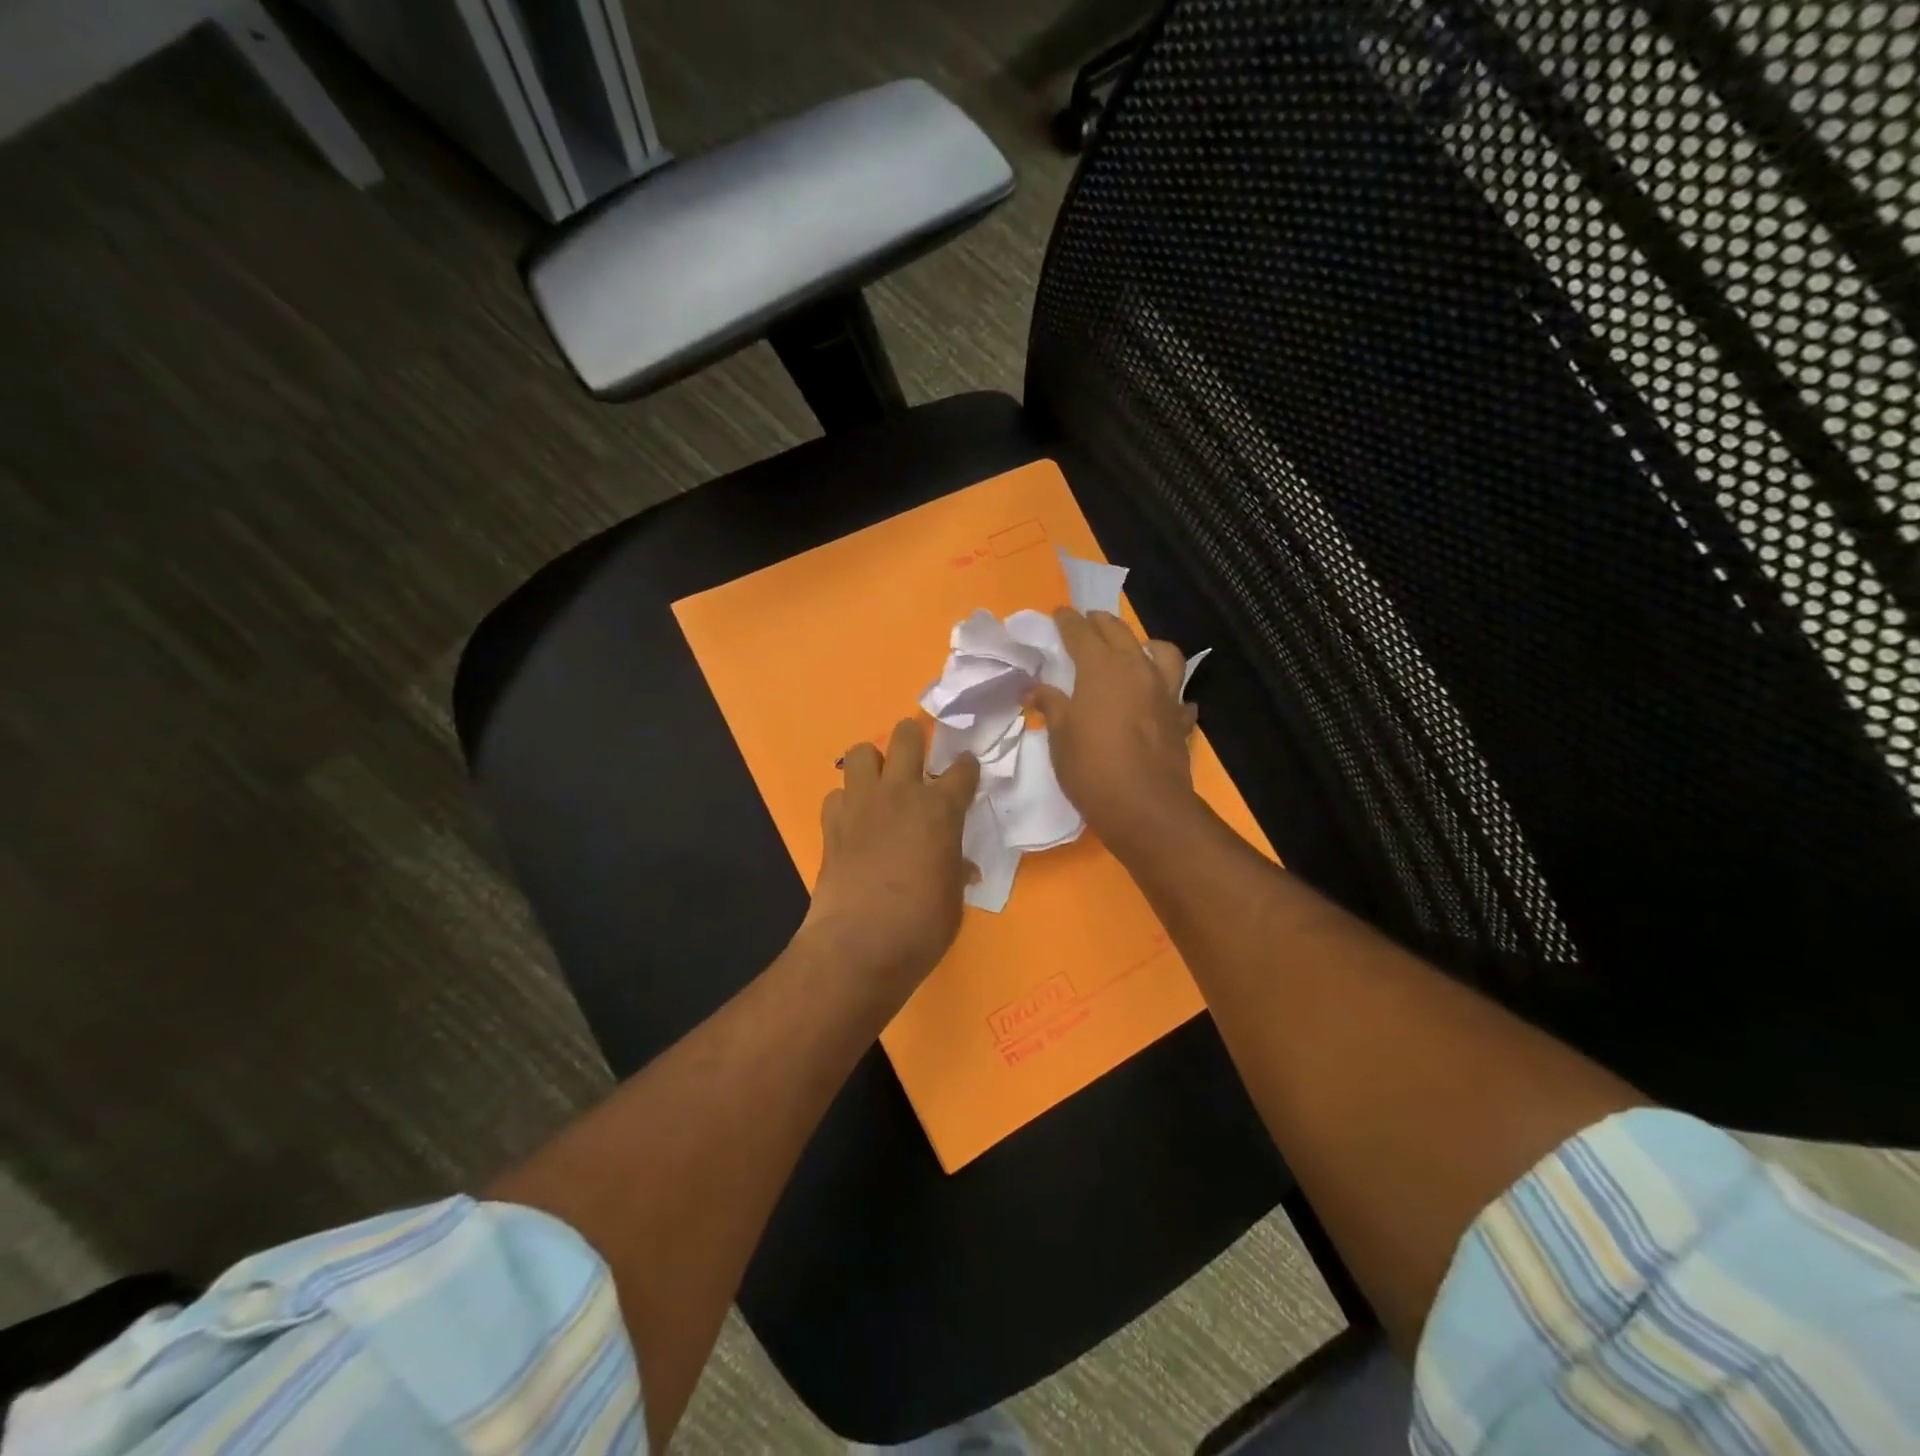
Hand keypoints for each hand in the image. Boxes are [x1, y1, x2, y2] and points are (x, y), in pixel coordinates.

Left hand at [803, 718, 980, 996]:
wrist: (859, 944)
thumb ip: (956, 871)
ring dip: (872, 761)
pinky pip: (836, 795)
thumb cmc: (921, 925)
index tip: (967, 768)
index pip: (962, 770)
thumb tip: (960, 867)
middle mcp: (901, 794)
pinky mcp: (831, 824)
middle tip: (918, 753)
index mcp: (941, 809)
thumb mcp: (953, 899)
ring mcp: (862, 805)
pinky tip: (853, 820)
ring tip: (879, 782)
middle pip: (906, 736)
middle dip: (914, 736)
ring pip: (860, 752)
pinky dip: (846, 802)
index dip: (967, 766)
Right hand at [1030, 609, 1199, 852]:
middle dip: (1100, 623)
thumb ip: (1051, 705)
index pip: (1081, 632)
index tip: (1059, 613)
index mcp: (1101, 668)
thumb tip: (1035, 688)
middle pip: (1119, 632)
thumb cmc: (1091, 768)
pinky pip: (1178, 695)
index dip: (1067, 621)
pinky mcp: (1180, 717)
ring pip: (1161, 651)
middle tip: (1086, 622)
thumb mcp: (1060, 736)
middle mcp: (1136, 669)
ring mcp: (1164, 692)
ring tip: (1134, 651)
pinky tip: (1160, 701)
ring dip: (1144, 645)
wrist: (1144, 806)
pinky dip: (1169, 692)